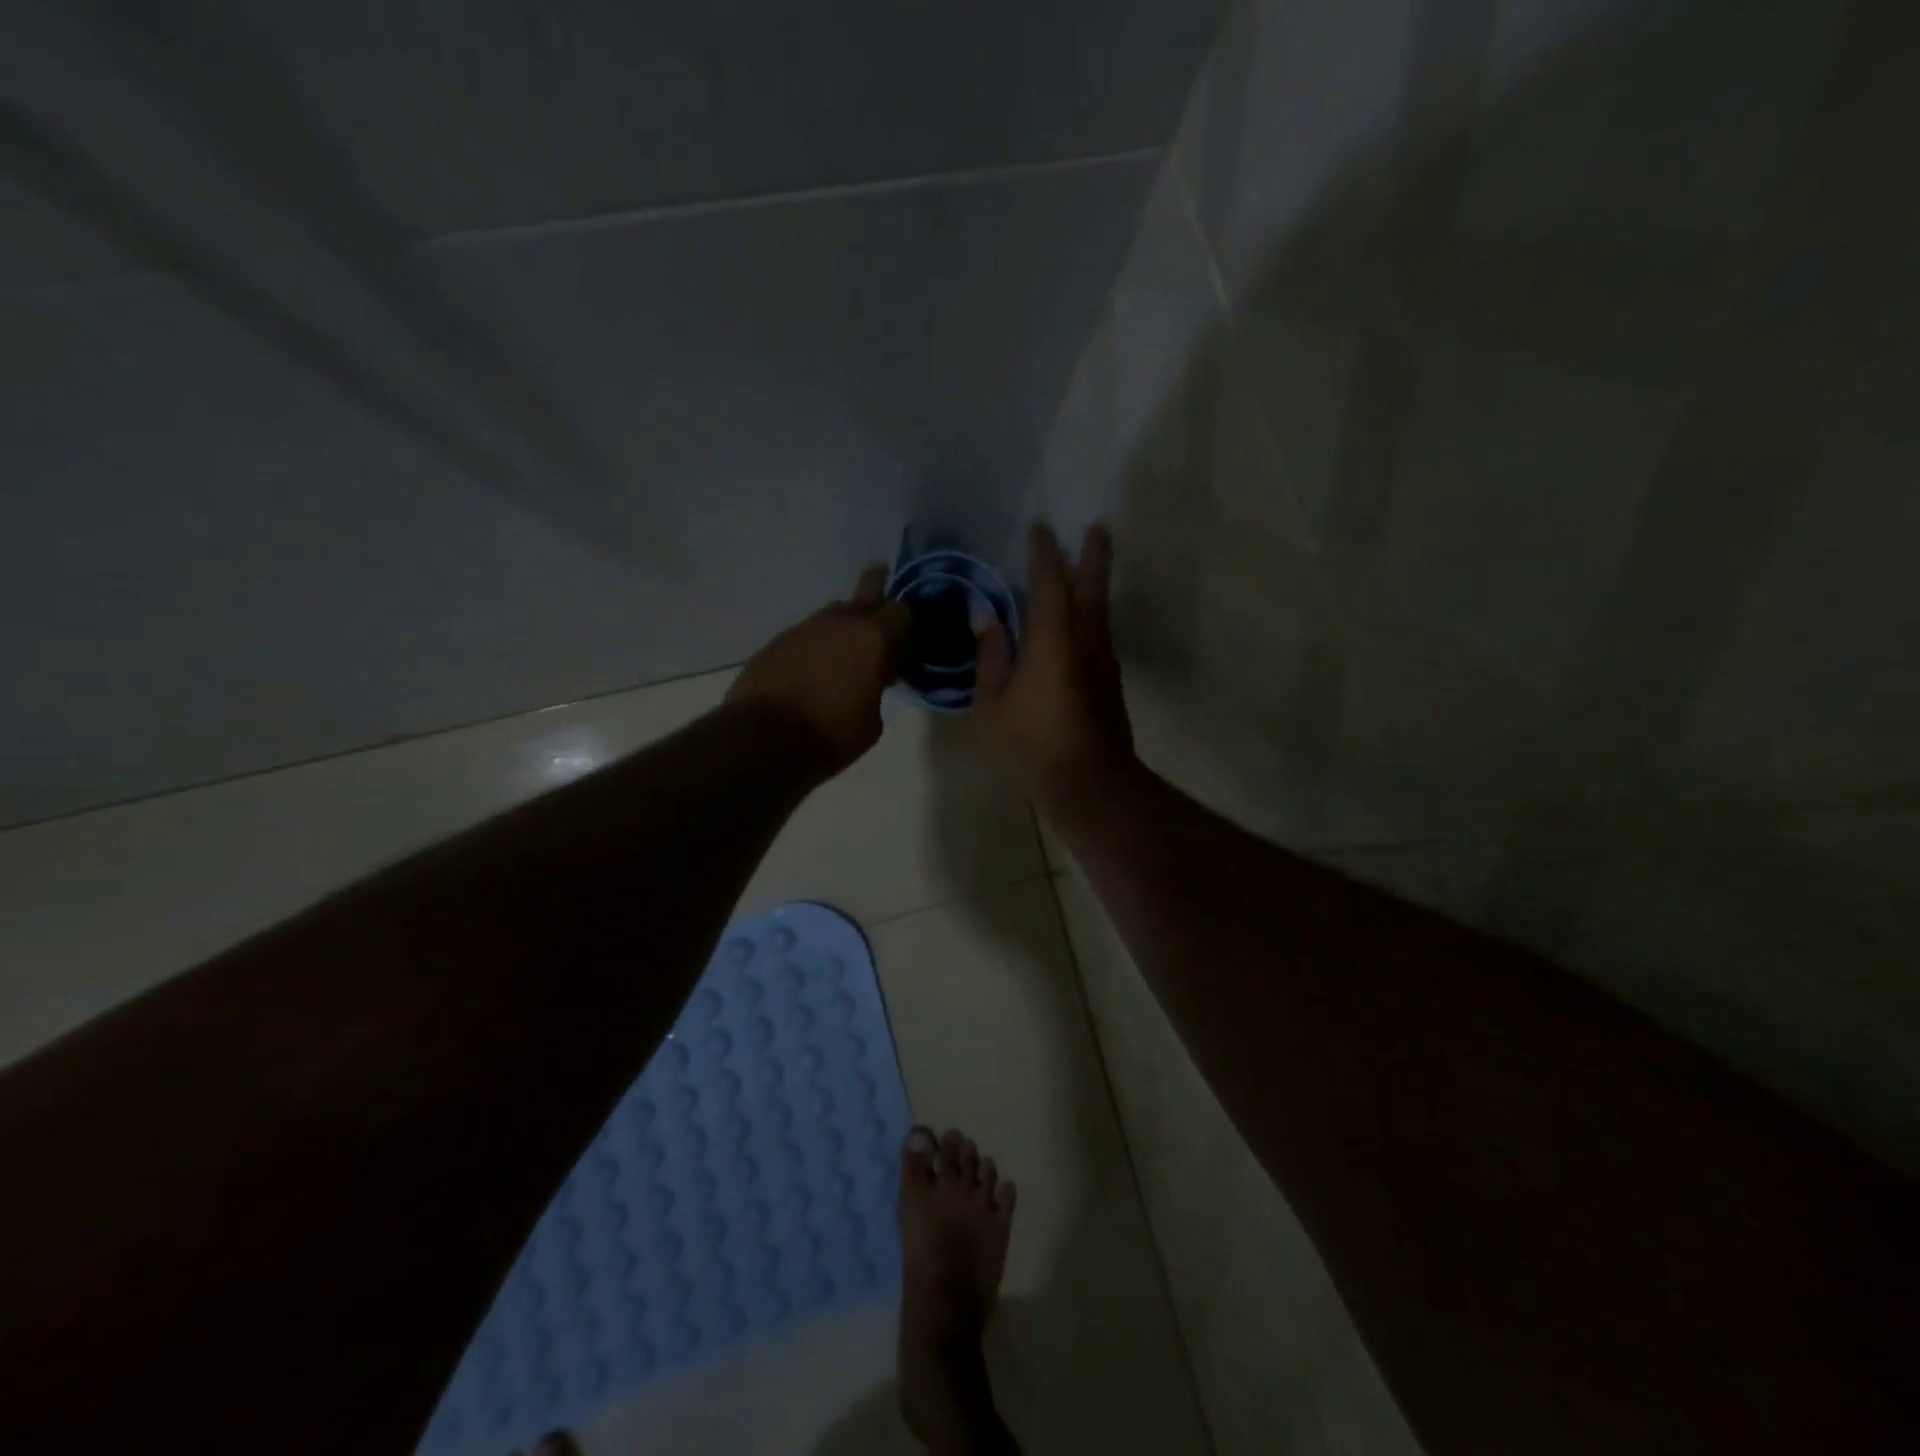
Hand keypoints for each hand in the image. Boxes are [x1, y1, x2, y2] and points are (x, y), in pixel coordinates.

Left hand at [727, 566, 909, 776]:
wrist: (763, 738)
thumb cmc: (831, 733)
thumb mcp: (873, 721)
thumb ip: (877, 689)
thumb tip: (868, 681)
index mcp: (873, 637)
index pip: (902, 611)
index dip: (906, 628)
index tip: (903, 650)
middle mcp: (840, 621)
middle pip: (868, 588)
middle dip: (879, 596)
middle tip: (881, 620)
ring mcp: (805, 627)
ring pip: (834, 614)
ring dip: (844, 629)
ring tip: (843, 660)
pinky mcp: (778, 641)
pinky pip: (808, 635)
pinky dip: (816, 648)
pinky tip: (812, 674)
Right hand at [972, 524, 1134, 807]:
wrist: (1088, 782)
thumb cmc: (1032, 742)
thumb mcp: (992, 702)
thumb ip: (991, 654)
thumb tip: (986, 615)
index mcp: (1053, 637)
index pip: (1049, 581)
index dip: (1044, 553)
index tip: (1041, 528)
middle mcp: (1085, 639)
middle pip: (1092, 586)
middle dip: (1093, 555)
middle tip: (1098, 527)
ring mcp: (1103, 661)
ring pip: (1101, 610)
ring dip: (1096, 583)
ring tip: (1089, 566)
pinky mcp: (1109, 682)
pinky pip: (1099, 633)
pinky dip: (1090, 615)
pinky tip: (1079, 622)